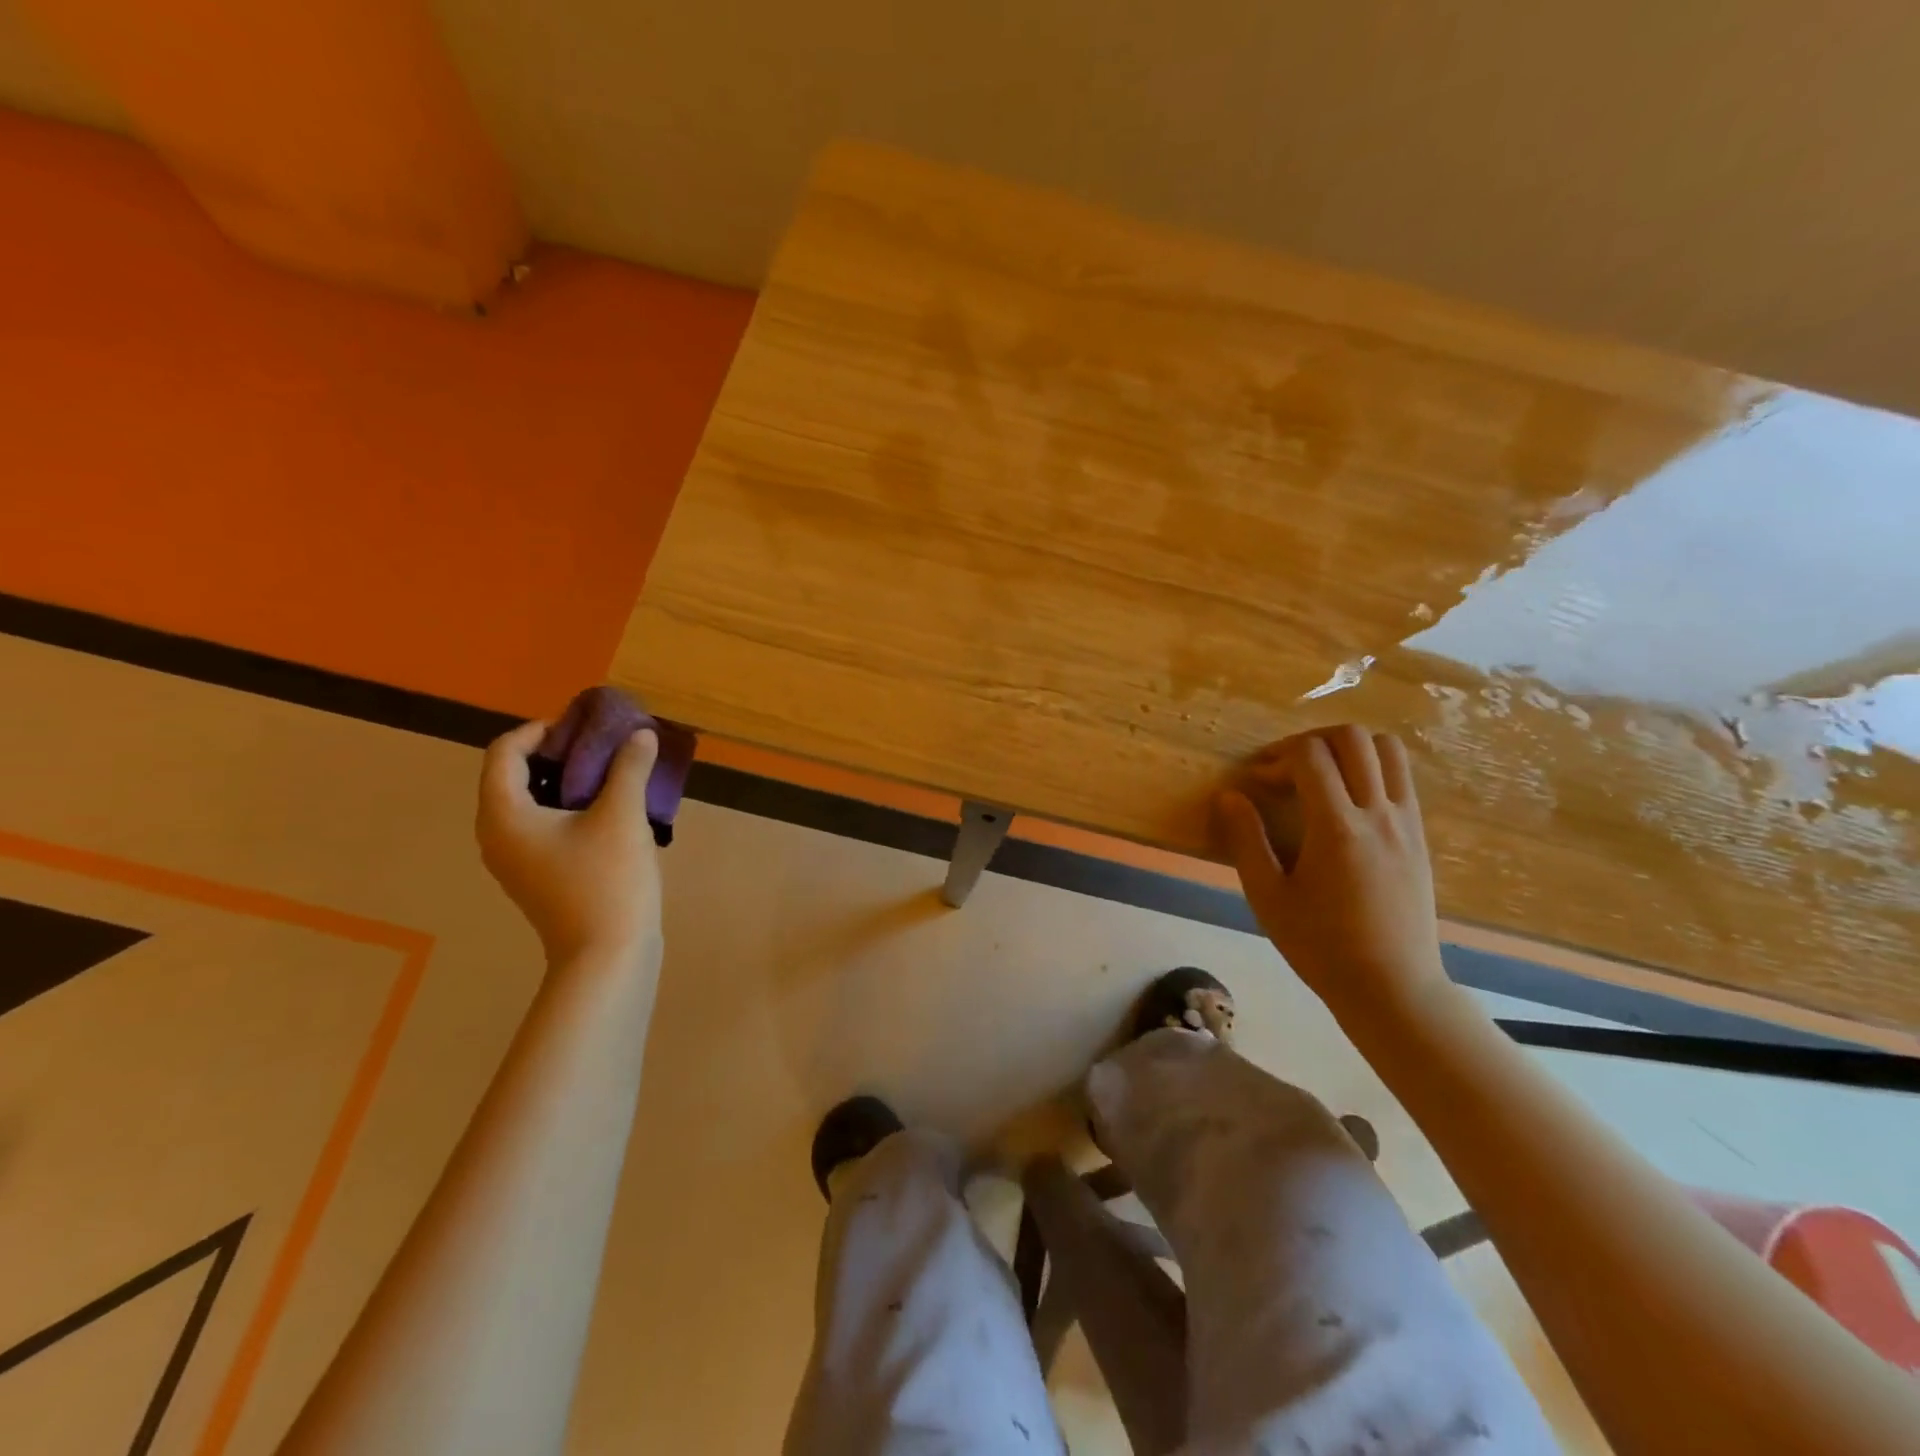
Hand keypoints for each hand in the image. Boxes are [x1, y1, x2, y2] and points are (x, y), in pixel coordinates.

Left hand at [477, 720, 663, 966]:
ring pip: (531, 801)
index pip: (504, 751)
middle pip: (514, 774)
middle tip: (603, 743)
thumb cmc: (607, 880)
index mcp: (504, 815)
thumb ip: (629, 768)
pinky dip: (570, 806)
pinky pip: (544, 824)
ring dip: (567, 779)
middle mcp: (498, 834)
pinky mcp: (537, 874)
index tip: (585, 726)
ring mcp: (516, 859)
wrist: (608, 955)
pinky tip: (611, 808)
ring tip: (613, 771)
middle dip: (558, 752)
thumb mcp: (622, 815)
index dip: (541, 729)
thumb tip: (641, 734)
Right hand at [1214, 725, 1447, 1026]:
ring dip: (1348, 749)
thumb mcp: (1268, 897)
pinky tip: (1347, 802)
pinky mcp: (1420, 836)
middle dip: (1311, 740)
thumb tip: (1229, 796)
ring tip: (1321, 774)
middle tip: (1287, 767)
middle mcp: (1377, 814)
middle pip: (1352, 738)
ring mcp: (1405, 823)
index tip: (1258, 781)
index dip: (1277, 757)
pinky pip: (1401, 778)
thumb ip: (1246, 840)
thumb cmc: (1320, 946)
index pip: (1310, 756)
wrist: (1392, 987)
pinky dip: (1372, 770)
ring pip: (1387, 750)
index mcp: (1336, 828)